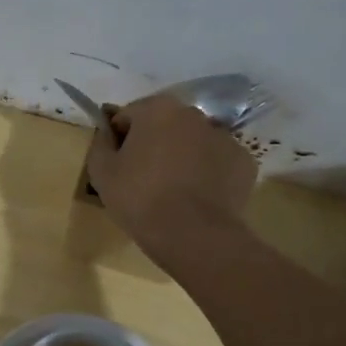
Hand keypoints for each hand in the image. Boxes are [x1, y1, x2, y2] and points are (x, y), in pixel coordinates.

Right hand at [84, 95, 257, 256]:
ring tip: (173, 192)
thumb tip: (108, 133)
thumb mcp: (102, 172)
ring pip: (194, 143)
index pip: (128, 116)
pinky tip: (198, 198)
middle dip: (154, 144)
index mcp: (157, 109)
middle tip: (144, 180)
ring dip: (182, 157)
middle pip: (164, 125)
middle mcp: (194, 114)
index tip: (118, 166)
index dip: (119, 140)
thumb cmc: (140, 199)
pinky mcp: (244, 162)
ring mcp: (224, 137)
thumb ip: (101, 143)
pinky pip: (217, 163)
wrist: (194, 235)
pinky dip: (208, 174)